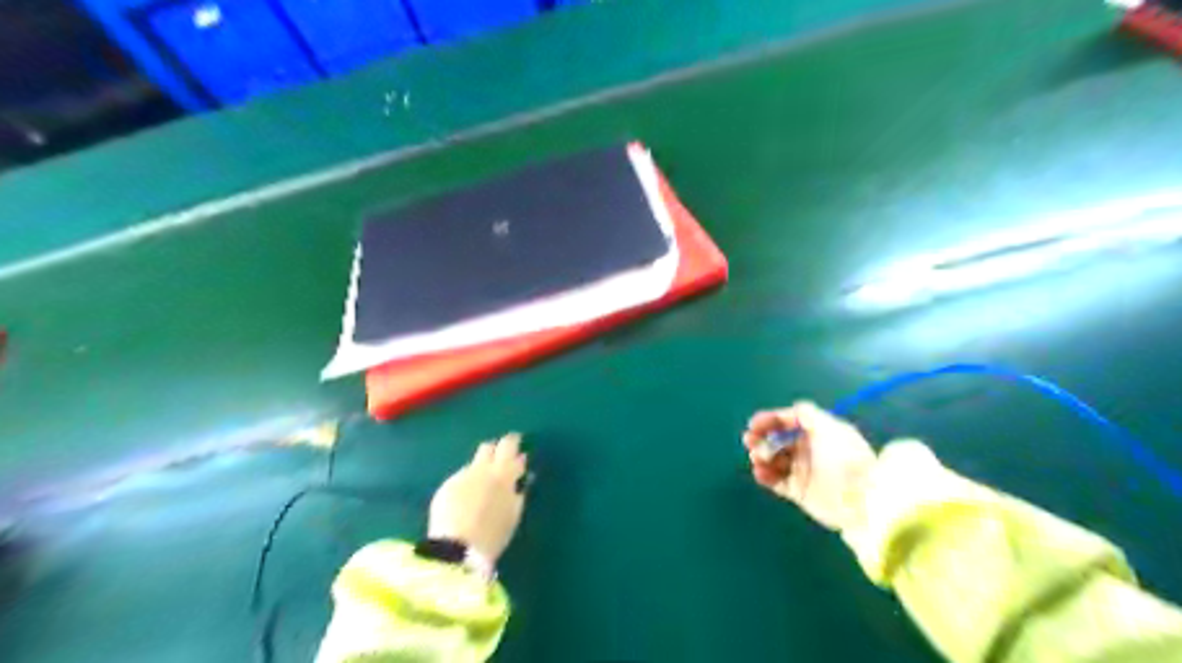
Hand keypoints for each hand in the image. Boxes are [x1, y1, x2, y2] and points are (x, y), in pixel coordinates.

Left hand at [429, 434, 528, 564]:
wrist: (456, 548)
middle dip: (496, 449)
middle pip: (489, 447)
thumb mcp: (513, 513)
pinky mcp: (446, 486)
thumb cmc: (493, 534)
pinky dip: (467, 483)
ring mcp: (461, 476)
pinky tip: (466, 498)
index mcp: (503, 473)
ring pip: (473, 461)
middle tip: (501, 457)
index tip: (517, 445)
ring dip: (480, 466)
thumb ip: (518, 491)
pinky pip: (461, 477)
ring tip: (483, 481)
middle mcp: (481, 468)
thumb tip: (522, 477)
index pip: (510, 445)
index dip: (514, 442)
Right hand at [746, 401, 875, 529]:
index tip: (754, 424)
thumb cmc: (844, 457)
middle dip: (761, 438)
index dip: (770, 421)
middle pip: (778, 440)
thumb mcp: (829, 427)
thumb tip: (795, 408)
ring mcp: (803, 471)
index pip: (789, 422)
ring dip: (761, 456)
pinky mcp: (799, 492)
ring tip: (757, 459)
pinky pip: (776, 482)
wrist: (860, 497)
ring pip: (774, 460)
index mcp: (817, 433)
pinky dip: (765, 476)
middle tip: (749, 441)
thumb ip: (809, 414)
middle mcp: (809, 450)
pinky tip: (760, 472)